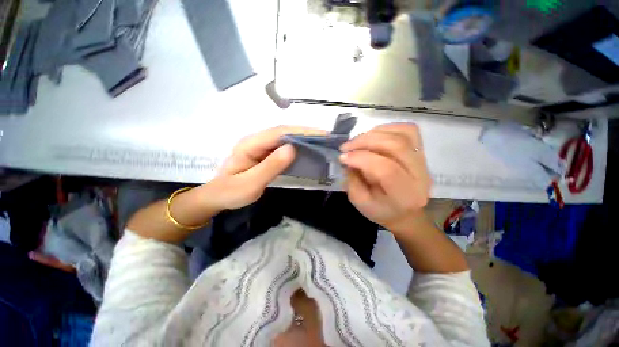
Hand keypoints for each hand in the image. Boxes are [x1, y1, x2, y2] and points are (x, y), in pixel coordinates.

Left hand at [209, 125, 325, 209]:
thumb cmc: (231, 193)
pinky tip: (307, 151)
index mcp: (250, 144)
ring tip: (321, 143)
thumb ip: (270, 166)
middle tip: (326, 139)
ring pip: (285, 139)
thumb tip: (292, 149)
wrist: (217, 197)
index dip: (301, 131)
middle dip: (305, 133)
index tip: (321, 134)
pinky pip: (283, 148)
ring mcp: (261, 147)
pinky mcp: (265, 154)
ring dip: (303, 139)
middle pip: (284, 132)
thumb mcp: (250, 183)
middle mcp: (256, 141)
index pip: (279, 132)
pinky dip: (297, 147)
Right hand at [340, 123, 430, 231]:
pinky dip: (386, 129)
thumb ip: (352, 180)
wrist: (405, 213)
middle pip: (396, 146)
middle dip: (365, 142)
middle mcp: (420, 175)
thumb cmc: (381, 210)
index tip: (343, 157)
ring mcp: (423, 160)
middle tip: (346, 147)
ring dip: (374, 133)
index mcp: (405, 195)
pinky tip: (372, 136)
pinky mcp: (421, 151)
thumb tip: (348, 157)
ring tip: (357, 141)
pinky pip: (407, 130)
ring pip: (403, 134)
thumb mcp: (360, 202)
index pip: (386, 169)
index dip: (361, 159)